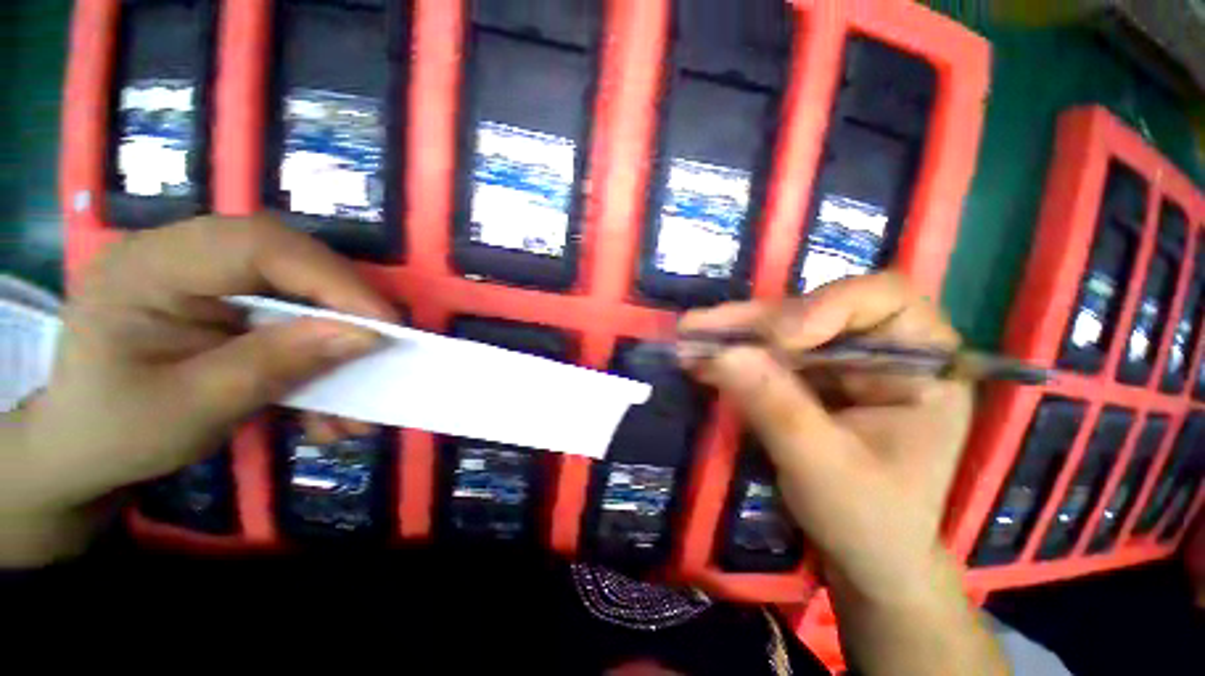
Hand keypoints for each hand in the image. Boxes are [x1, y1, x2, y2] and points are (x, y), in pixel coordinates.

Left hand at [1, 215, 393, 564]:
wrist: (83, 451)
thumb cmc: (115, 434)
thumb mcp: (193, 409)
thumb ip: (275, 364)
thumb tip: (364, 336)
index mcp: (147, 267)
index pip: (258, 246)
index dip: (333, 281)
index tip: (384, 326)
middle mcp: (179, 255)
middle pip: (288, 258)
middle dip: (344, 305)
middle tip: (381, 346)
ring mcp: (205, 275)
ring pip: (299, 287)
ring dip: (337, 337)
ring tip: (356, 395)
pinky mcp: (226, 300)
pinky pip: (290, 312)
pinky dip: (319, 352)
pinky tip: (327, 402)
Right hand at [680, 273, 971, 604]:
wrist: (863, 554)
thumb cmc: (869, 519)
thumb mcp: (824, 468)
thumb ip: (777, 408)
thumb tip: (723, 354)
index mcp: (921, 365)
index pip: (884, 299)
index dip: (827, 304)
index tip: (779, 338)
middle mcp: (879, 349)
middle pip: (814, 310)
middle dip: (755, 321)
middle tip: (699, 327)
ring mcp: (838, 361)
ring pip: (780, 328)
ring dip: (733, 333)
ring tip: (689, 335)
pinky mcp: (806, 376)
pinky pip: (764, 353)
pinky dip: (730, 354)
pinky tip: (699, 357)